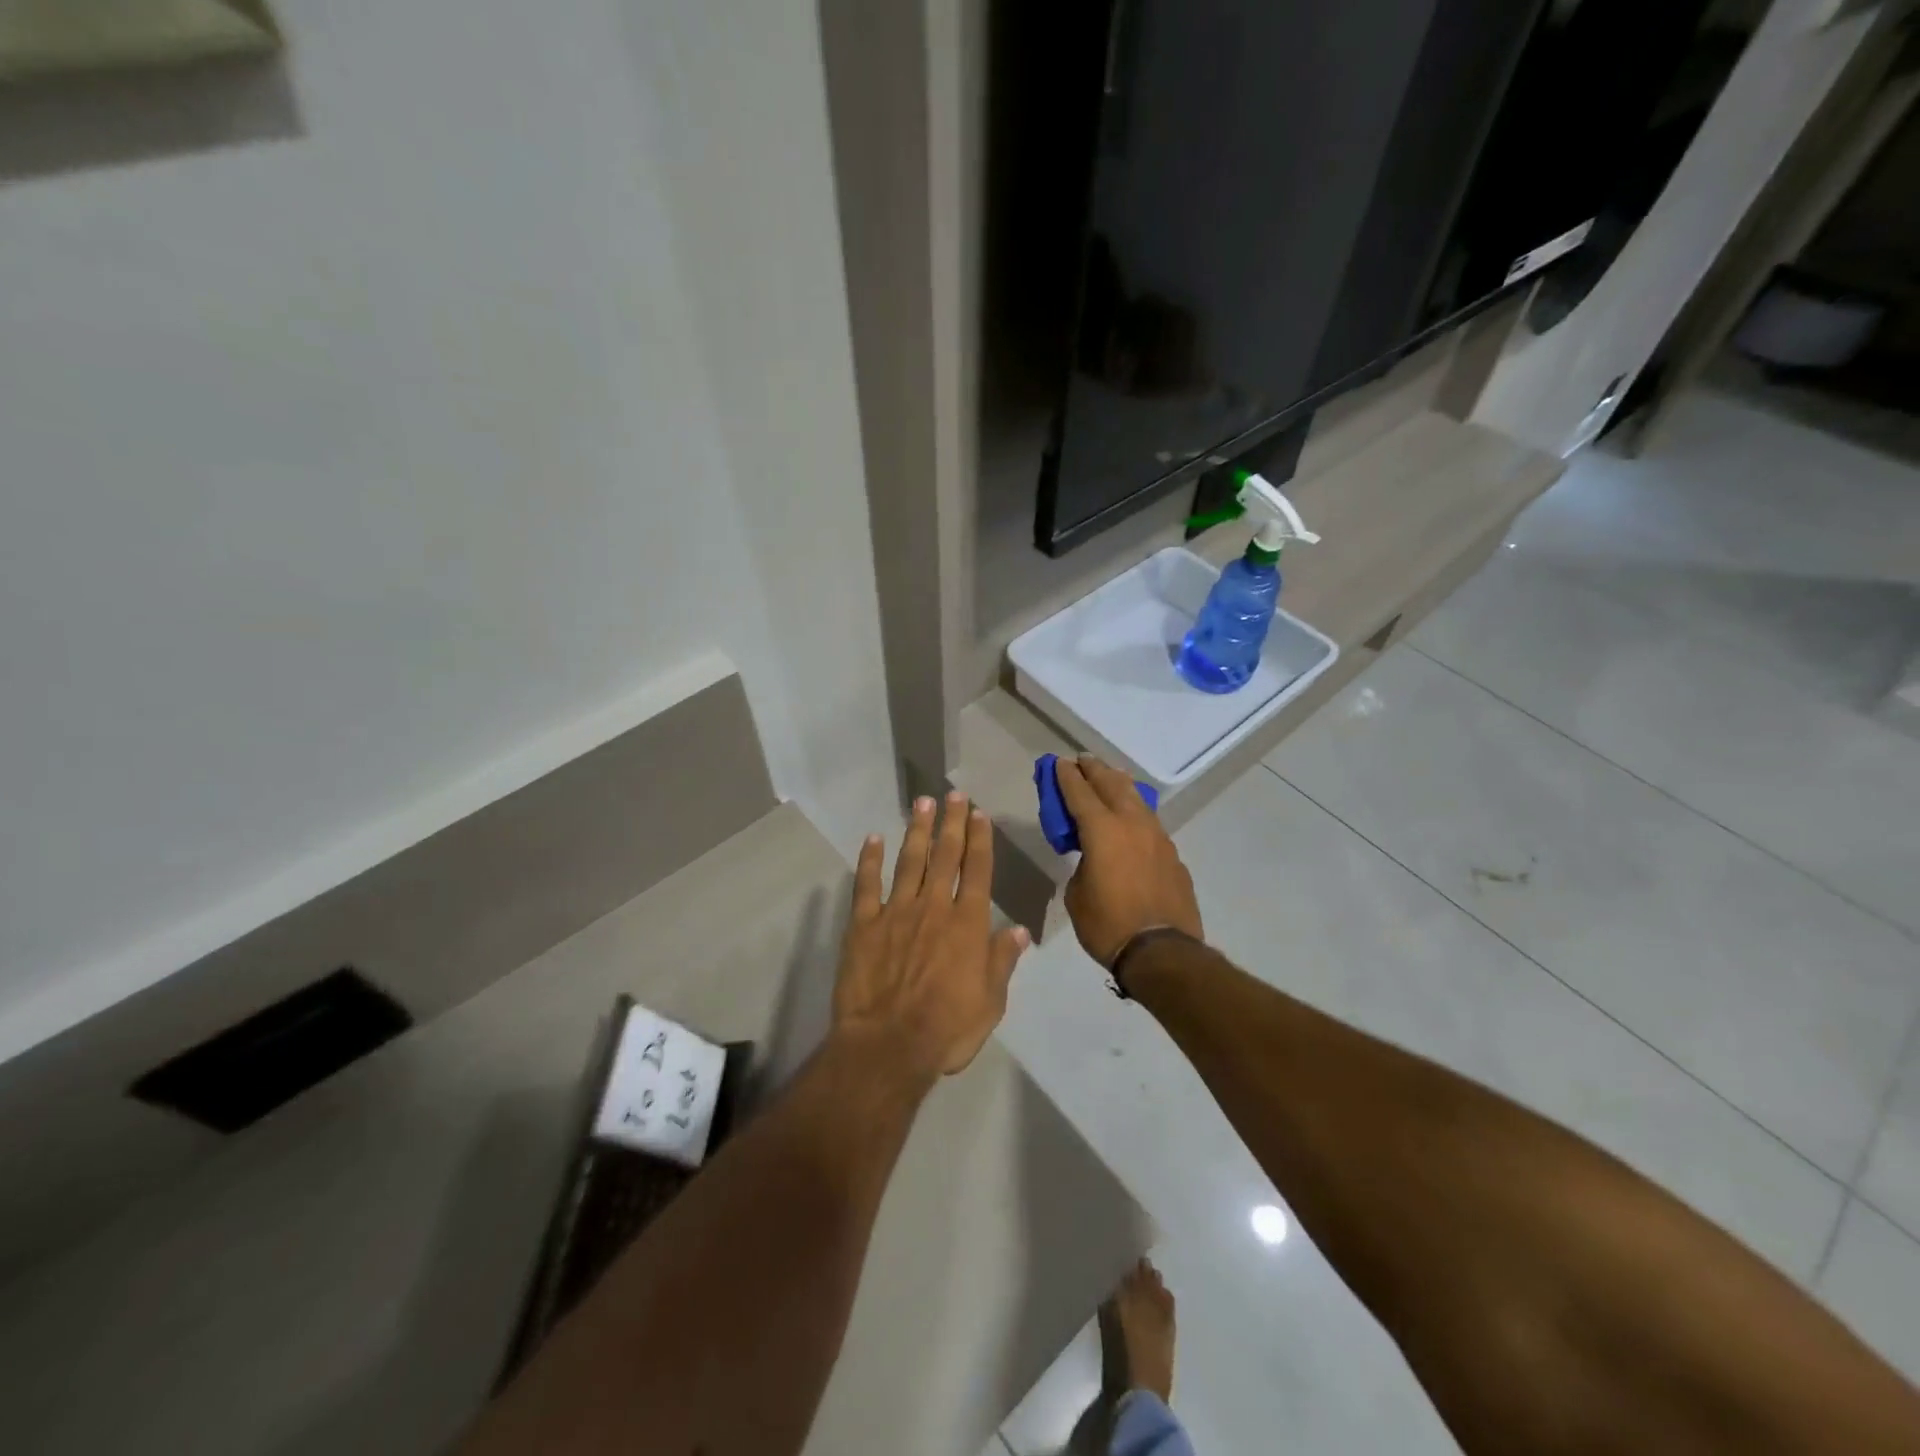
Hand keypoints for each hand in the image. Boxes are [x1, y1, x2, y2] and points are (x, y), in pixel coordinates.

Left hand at [833, 792, 1029, 1078]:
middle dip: (951, 822)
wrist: (888, 1045)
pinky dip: (870, 860)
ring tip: (921, 803)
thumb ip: (1002, 961)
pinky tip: (873, 838)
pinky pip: (867, 885)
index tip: (979, 813)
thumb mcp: (990, 1002)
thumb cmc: (946, 1029)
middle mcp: (934, 908)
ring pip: (910, 861)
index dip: (980, 840)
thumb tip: (1018, 930)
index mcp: (967, 924)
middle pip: (946, 856)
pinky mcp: (864, 925)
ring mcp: (896, 912)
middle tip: (953, 795)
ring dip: (917, 830)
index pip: (977, 871)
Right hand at [1055, 756, 1202, 965]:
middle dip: (1094, 770)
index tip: (1059, 762)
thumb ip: (1082, 865)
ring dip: (1119, 785)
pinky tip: (1131, 819)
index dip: (1066, 776)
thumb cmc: (1108, 925)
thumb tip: (1092, 859)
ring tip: (1109, 778)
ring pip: (1136, 799)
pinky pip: (1149, 823)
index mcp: (1102, 830)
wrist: (1162, 951)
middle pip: (1111, 784)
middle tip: (1082, 761)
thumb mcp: (1077, 894)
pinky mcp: (1172, 854)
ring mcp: (1157, 837)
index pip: (1079, 793)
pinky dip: (1135, 812)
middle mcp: (1132, 824)